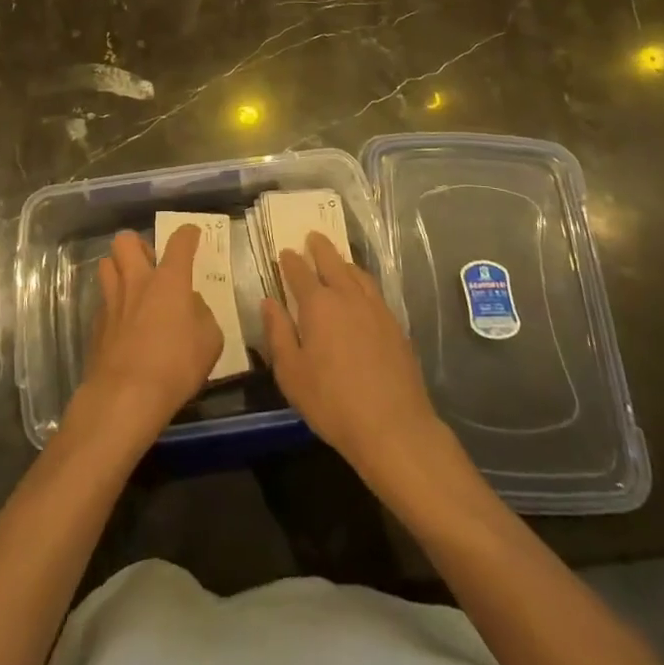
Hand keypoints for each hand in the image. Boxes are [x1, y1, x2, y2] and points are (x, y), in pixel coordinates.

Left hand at [74, 226, 222, 446]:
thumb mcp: (209, 341)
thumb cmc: (175, 365)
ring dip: (119, 268)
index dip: (188, 234)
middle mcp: (137, 280)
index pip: (179, 242)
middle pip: (126, 240)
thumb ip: (202, 314)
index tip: (192, 234)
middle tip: (150, 262)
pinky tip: (122, 321)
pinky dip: (113, 303)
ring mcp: (112, 300)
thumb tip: (192, 304)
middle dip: (138, 244)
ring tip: (132, 286)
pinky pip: (102, 299)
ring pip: (106, 263)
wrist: (126, 396)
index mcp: (169, 279)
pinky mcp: (96, 323)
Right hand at [262, 233, 445, 483]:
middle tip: (312, 237)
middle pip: (332, 261)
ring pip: (356, 273)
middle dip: (320, 247)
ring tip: (337, 259)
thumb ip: (278, 333)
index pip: (299, 272)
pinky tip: (362, 291)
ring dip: (343, 262)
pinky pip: (374, 290)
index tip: (285, 253)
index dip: (290, 261)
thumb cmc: (332, 402)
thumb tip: (268, 302)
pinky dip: (362, 281)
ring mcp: (375, 308)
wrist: (394, 428)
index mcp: (318, 304)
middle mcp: (347, 296)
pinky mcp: (395, 325)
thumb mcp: (291, 373)